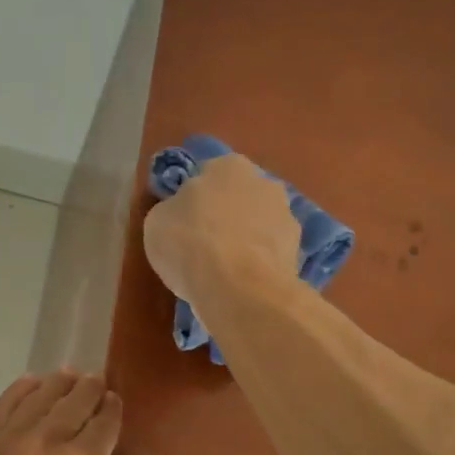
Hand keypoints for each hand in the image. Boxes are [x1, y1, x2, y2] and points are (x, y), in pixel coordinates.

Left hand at [0, 371, 121, 454]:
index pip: (104, 425)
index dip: (112, 411)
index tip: (115, 402)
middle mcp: (46, 441)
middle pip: (73, 402)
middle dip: (89, 389)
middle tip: (96, 381)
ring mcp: (7, 439)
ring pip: (38, 397)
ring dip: (57, 384)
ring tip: (67, 376)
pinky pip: (2, 406)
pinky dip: (19, 391)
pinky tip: (29, 385)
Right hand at [143, 152, 299, 306]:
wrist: (238, 288)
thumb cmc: (189, 244)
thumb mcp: (156, 223)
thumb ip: (171, 210)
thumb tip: (181, 213)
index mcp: (227, 166)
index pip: (206, 176)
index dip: (193, 201)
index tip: (183, 224)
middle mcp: (263, 182)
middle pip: (237, 198)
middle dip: (224, 216)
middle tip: (203, 245)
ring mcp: (286, 216)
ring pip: (257, 225)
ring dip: (245, 240)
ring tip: (223, 271)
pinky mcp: (298, 251)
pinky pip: (269, 253)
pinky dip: (258, 263)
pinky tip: (242, 283)